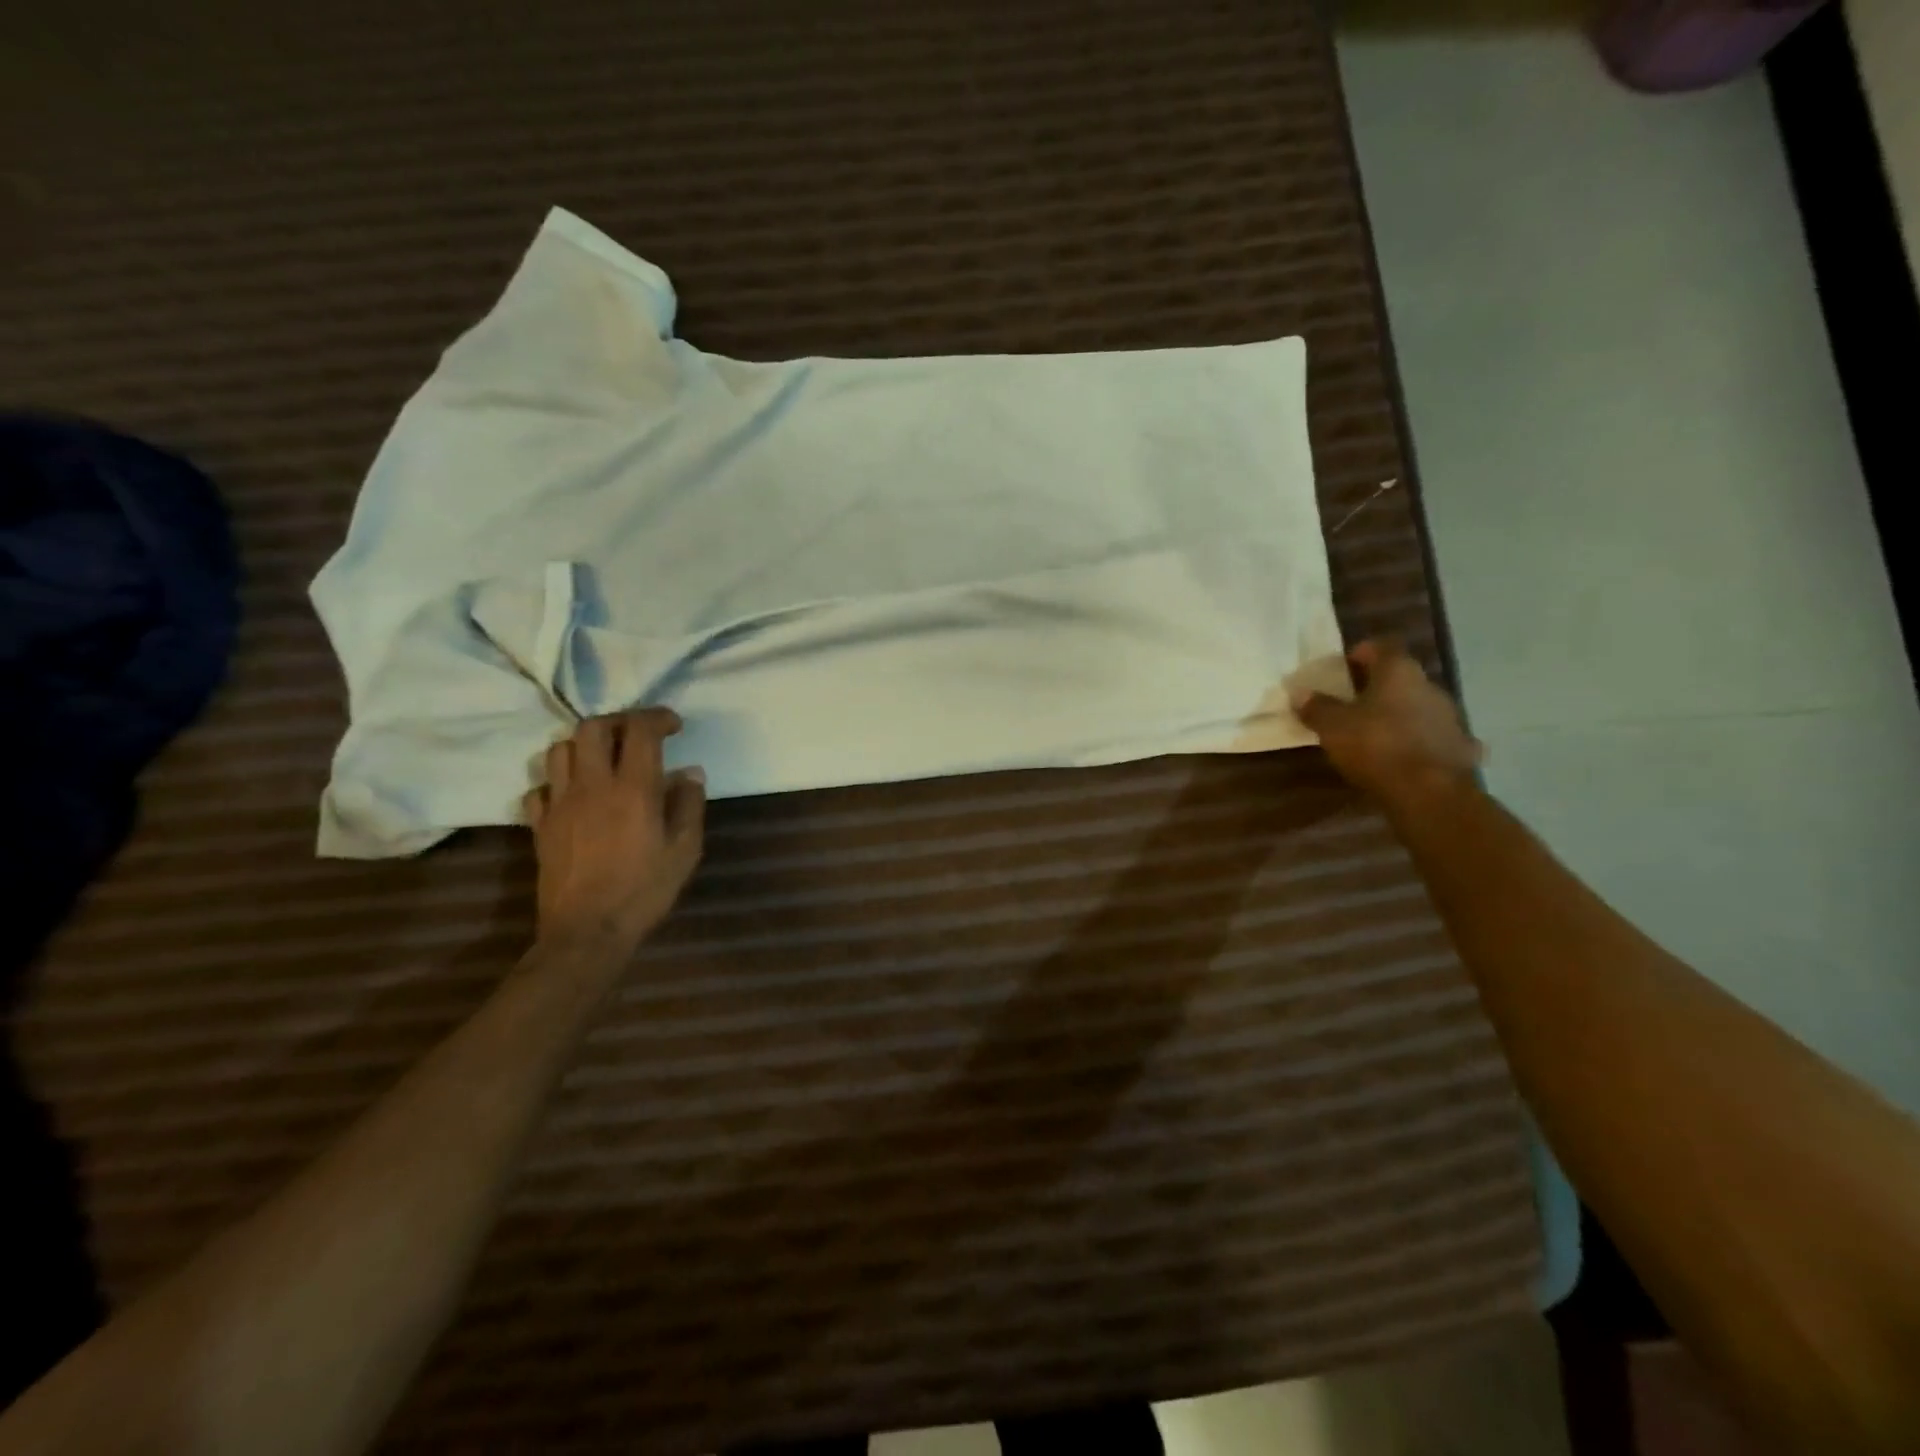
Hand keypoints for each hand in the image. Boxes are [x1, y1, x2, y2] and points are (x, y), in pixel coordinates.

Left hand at [524, 708, 705, 950]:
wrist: (586, 932)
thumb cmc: (644, 891)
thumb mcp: (685, 851)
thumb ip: (689, 805)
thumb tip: (690, 773)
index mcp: (633, 789)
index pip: (640, 730)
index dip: (658, 718)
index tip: (674, 726)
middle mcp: (592, 785)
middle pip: (592, 727)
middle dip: (619, 721)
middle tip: (638, 735)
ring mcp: (560, 803)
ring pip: (560, 749)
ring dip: (584, 745)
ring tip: (604, 759)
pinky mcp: (540, 825)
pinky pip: (541, 786)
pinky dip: (559, 780)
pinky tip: (576, 794)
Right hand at [1294, 640, 1482, 807]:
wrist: (1430, 794)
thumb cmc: (1376, 747)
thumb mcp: (1332, 727)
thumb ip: (1316, 707)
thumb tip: (1300, 693)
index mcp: (1399, 672)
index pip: (1382, 646)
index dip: (1362, 652)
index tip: (1344, 667)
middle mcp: (1430, 687)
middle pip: (1402, 677)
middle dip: (1379, 687)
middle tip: (1352, 703)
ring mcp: (1451, 717)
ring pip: (1420, 706)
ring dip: (1401, 714)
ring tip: (1376, 733)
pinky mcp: (1461, 748)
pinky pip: (1436, 737)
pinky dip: (1422, 742)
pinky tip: (1410, 757)